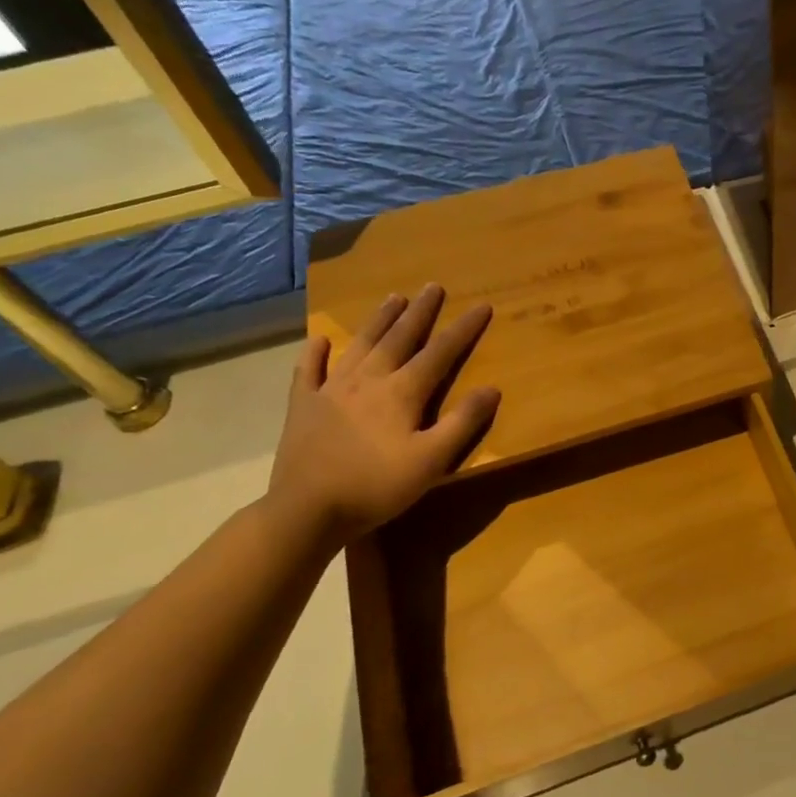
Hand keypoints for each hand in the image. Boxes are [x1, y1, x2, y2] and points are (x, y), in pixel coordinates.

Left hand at [265, 286, 499, 542]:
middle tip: (433, 286)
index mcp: (402, 392)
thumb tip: (492, 388)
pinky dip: (314, 353)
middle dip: (420, 312)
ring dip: (379, 320)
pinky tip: (319, 340)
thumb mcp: (432, 461)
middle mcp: (368, 380)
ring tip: (393, 298)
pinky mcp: (303, 406)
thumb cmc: (377, 487)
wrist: (307, 510)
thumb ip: (462, 423)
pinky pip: (309, 371)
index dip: (463, 329)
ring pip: (360, 345)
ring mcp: (331, 390)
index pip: (440, 352)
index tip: (482, 305)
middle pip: (399, 338)